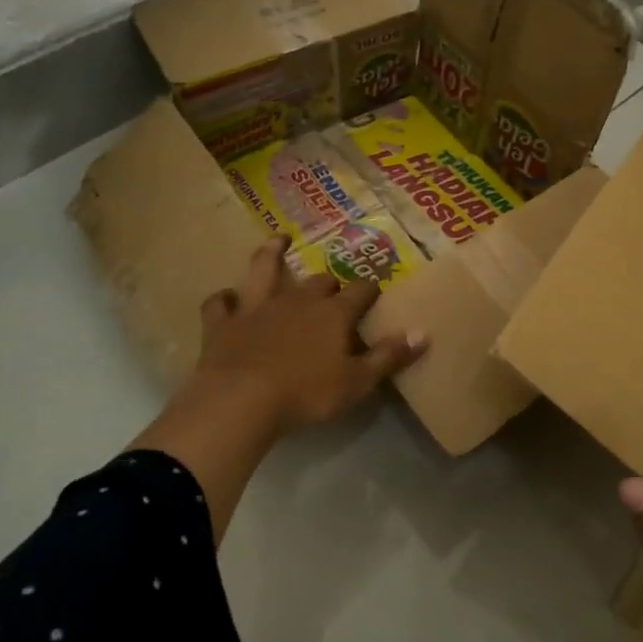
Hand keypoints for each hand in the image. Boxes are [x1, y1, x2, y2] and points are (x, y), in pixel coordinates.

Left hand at [189, 236, 426, 433]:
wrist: (241, 400)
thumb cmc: (306, 393)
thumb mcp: (358, 382)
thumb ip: (389, 356)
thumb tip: (423, 332)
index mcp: (333, 313)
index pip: (359, 291)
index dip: (370, 289)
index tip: (375, 290)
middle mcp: (297, 300)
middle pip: (317, 281)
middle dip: (328, 281)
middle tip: (331, 287)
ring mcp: (257, 307)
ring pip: (264, 270)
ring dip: (271, 254)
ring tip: (278, 240)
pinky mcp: (223, 323)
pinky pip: (219, 304)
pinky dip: (223, 300)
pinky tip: (226, 298)